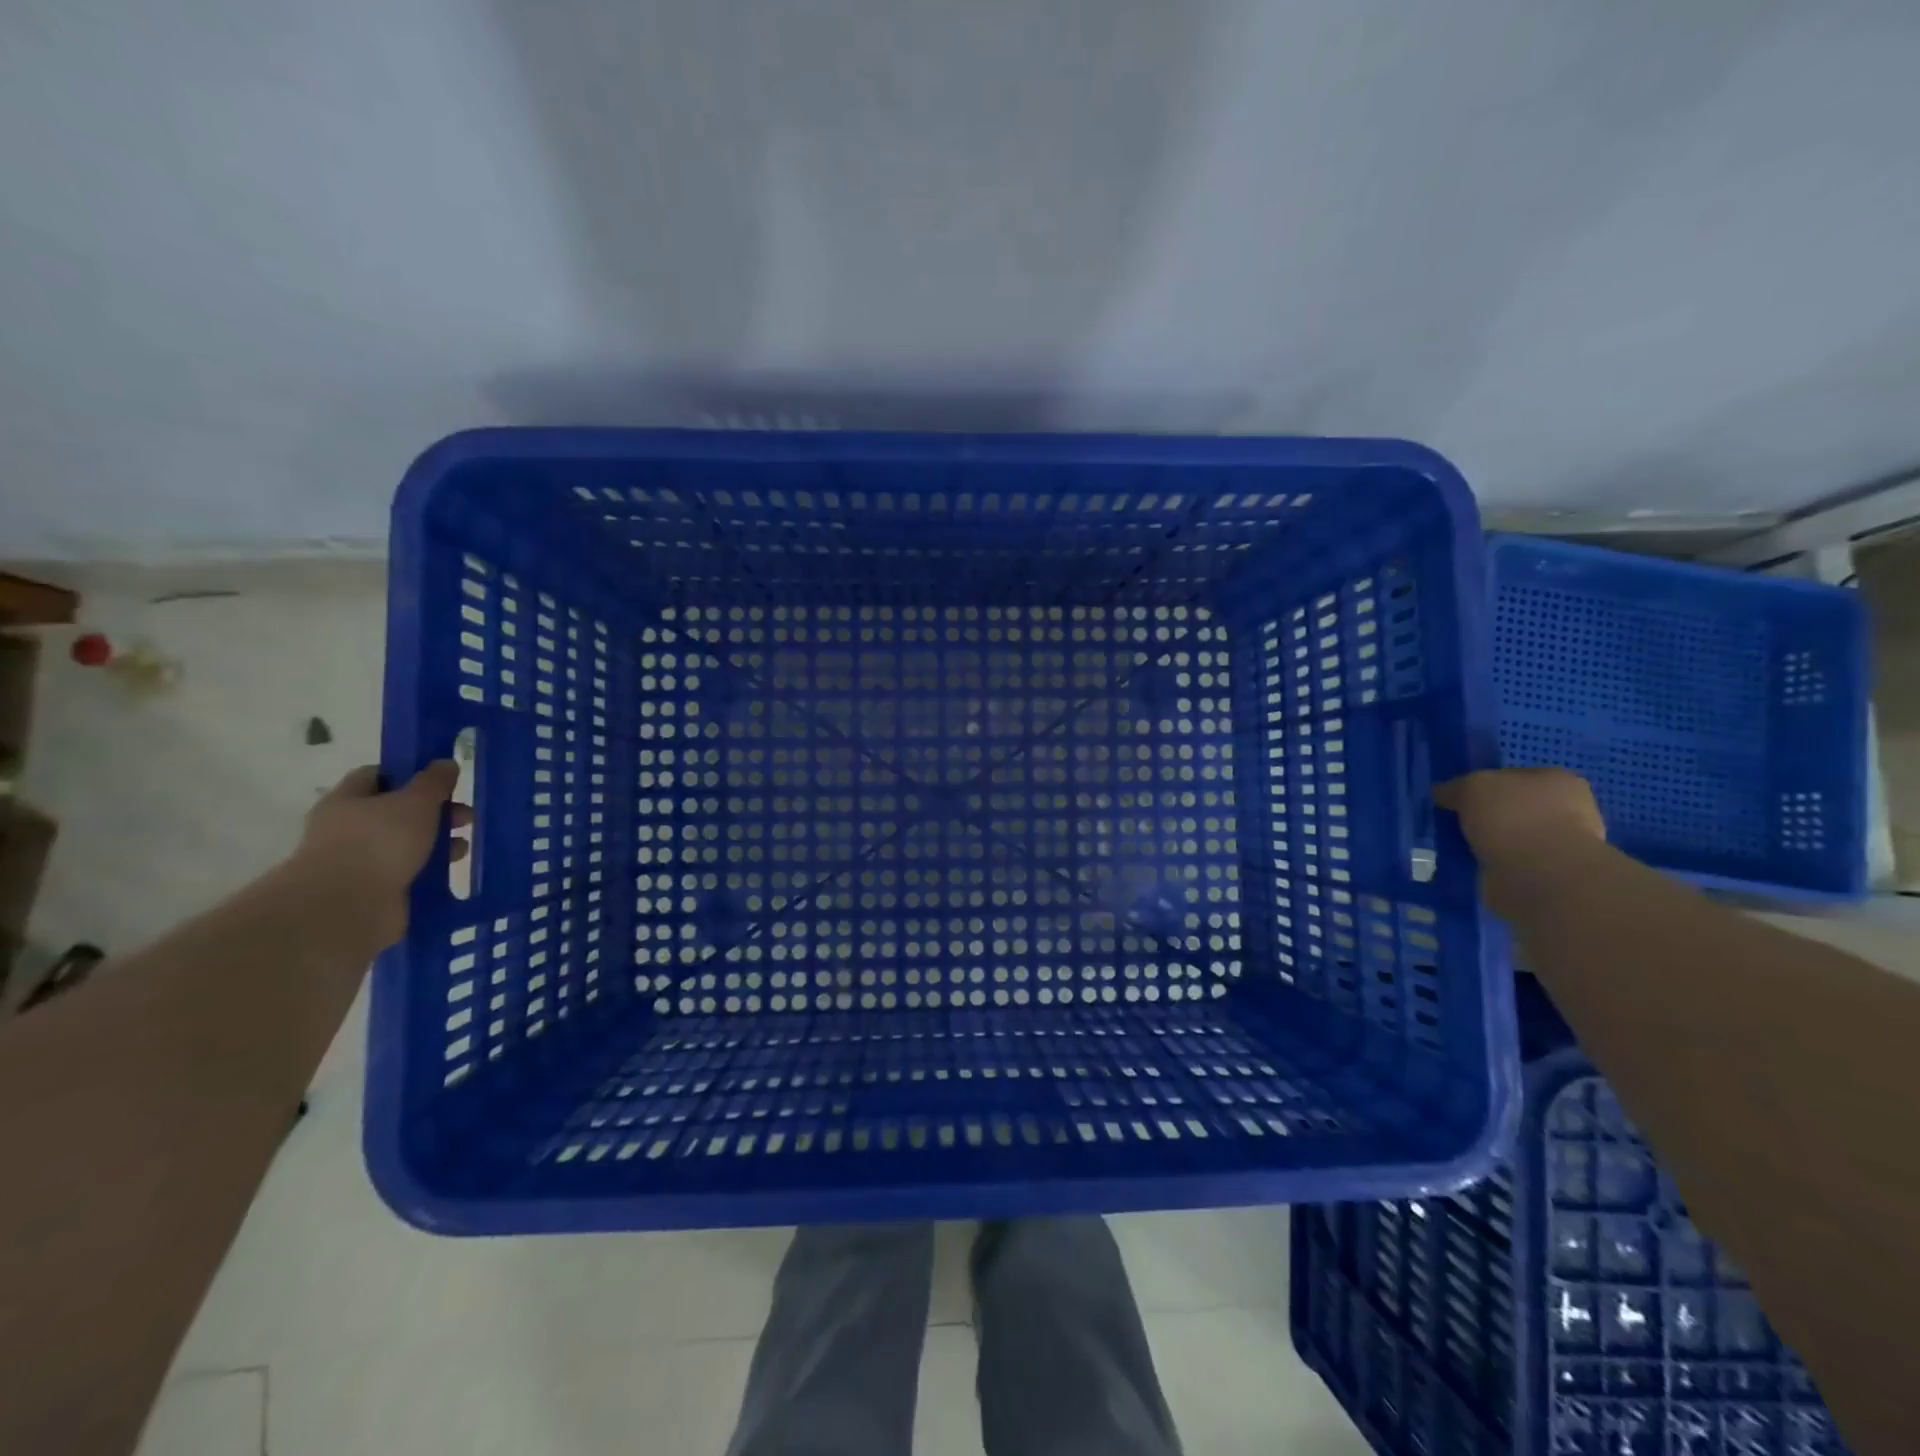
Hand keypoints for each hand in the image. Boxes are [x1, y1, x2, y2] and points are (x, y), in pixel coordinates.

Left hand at [293, 762, 469, 947]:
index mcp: (348, 800)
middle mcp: (348, 829)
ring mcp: (359, 862)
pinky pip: (408, 873)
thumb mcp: (415, 802)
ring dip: (437, 844)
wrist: (347, 908)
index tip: (443, 781)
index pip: (378, 775)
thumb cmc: (379, 842)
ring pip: (406, 844)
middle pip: (398, 812)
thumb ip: (433, 782)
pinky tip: (451, 872)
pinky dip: (430, 871)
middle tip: (466, 818)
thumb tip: (445, 763)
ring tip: (462, 850)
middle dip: (435, 813)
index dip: (411, 774)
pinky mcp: (374, 891)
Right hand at [1435, 767, 1604, 868]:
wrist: (1542, 877)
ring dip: (1486, 842)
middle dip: (1484, 816)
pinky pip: (1509, 862)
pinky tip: (1470, 865)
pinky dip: (1490, 864)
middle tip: (1454, 824)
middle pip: (1511, 807)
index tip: (1456, 799)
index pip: (1511, 777)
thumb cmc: (1513, 818)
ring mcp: (1560, 844)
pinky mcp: (1549, 875)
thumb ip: (1456, 787)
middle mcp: (1566, 809)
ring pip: (1510, 836)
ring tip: (1457, 847)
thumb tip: (1443, 794)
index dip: (1481, 786)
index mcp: (1556, 780)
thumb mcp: (1472, 786)